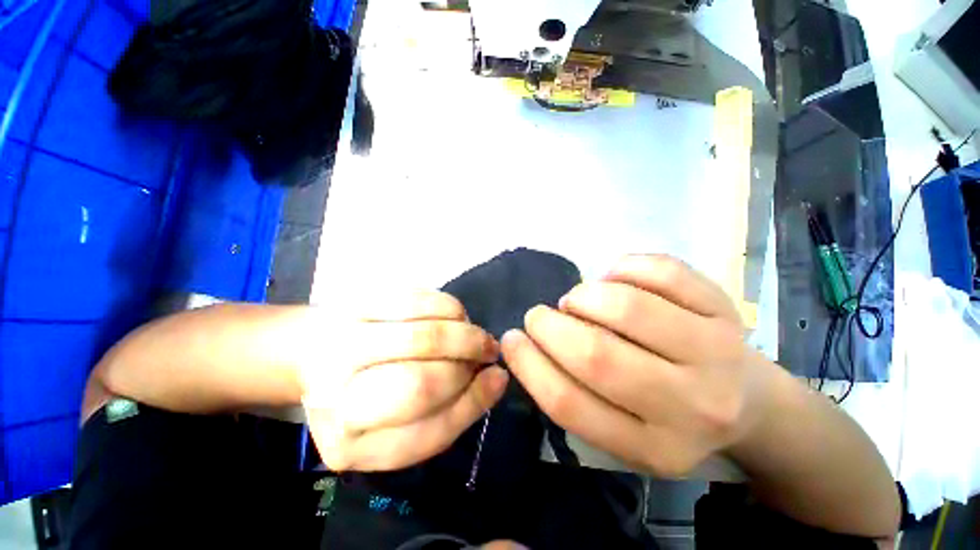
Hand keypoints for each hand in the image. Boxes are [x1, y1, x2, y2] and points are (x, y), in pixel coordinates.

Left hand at [300, 291, 507, 471]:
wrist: (315, 354)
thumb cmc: (369, 395)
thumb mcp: (406, 423)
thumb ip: (452, 411)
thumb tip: (496, 378)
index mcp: (347, 445)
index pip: (424, 432)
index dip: (472, 402)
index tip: (497, 378)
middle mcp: (333, 399)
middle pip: (423, 382)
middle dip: (469, 364)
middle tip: (487, 352)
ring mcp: (339, 346)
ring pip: (424, 336)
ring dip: (465, 332)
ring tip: (476, 334)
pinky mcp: (352, 305)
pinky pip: (416, 300)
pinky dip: (448, 307)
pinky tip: (457, 315)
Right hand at [501, 254, 771, 476]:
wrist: (746, 403)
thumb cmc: (669, 416)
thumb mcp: (622, 430)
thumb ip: (574, 394)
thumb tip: (530, 343)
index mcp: (653, 448)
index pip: (569, 404)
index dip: (528, 365)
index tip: (510, 339)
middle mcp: (691, 407)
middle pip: (597, 356)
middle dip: (550, 326)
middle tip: (538, 316)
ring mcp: (716, 352)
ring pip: (627, 308)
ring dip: (583, 296)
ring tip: (576, 301)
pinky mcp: (725, 309)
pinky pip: (660, 272)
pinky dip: (622, 268)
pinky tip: (614, 281)